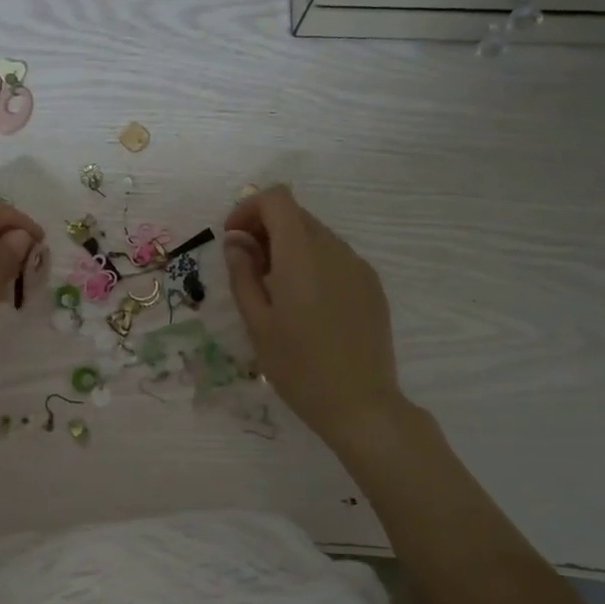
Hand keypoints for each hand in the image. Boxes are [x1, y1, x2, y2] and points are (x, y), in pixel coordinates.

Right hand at [223, 185, 408, 449]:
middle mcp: (334, 250)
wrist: (360, 405)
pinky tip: (306, 303)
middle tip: (247, 267)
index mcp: (301, 256)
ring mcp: (358, 266)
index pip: (277, 199)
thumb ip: (243, 275)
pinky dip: (312, 262)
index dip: (249, 208)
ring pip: (316, 234)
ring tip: (275, 288)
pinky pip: (335, 256)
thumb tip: (236, 242)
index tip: (233, 239)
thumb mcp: (257, 323)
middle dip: (265, 228)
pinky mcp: (371, 285)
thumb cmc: (298, 368)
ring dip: (288, 246)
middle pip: (296, 214)